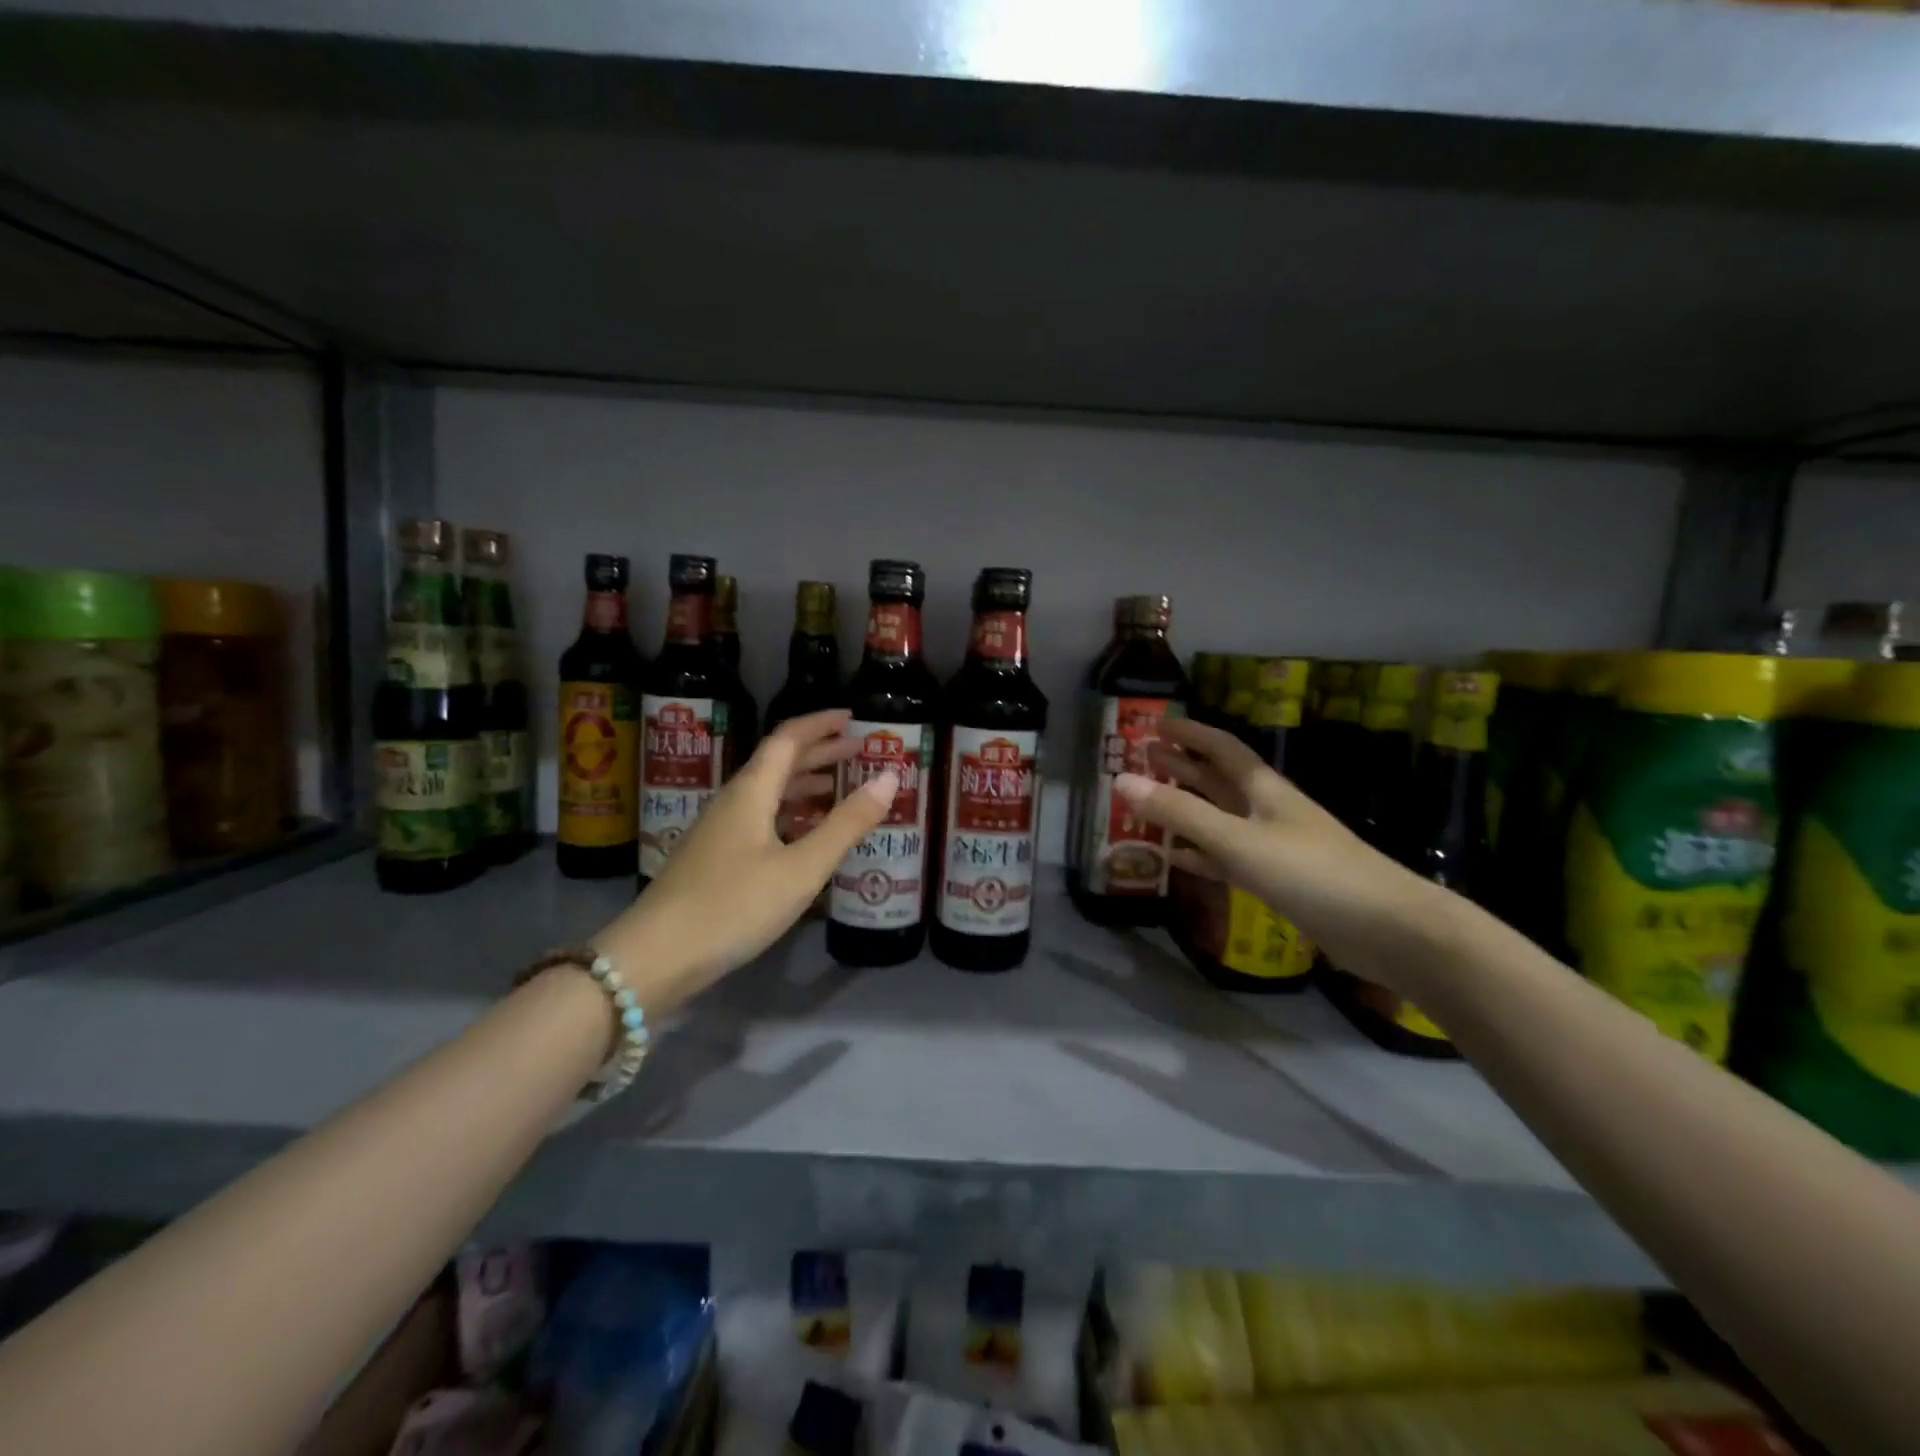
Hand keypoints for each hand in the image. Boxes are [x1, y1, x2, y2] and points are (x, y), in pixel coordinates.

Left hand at [594, 709, 897, 1008]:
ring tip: (838, 787)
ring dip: (804, 783)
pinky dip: (789, 813)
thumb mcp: (802, 867)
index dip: (821, 724)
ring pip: (767, 792)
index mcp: (751, 792)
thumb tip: (890, 777)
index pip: (787, 739)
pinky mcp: (713, 858)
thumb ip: (847, 823)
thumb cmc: (734, 905)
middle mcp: (732, 801)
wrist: (654, 957)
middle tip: (858, 751)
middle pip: (777, 762)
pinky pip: (759, 818)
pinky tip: (802, 834)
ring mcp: (718, 831)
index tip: (853, 718)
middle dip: (819, 752)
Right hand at [1120, 716, 1447, 988]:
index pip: (1221, 748)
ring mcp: (1274, 847)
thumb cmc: (1310, 872)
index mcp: (1263, 789)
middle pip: (1218, 780)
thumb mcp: (1238, 839)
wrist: (1387, 928)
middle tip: (1142, 757)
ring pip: (1220, 819)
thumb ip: (1181, 812)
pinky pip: (1228, 859)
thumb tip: (1122, 781)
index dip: (1190, 733)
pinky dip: (1201, 855)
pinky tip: (1177, 859)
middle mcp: (1267, 811)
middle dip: (1182, 766)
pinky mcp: (1278, 881)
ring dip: (1186, 809)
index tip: (1156, 724)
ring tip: (1149, 802)